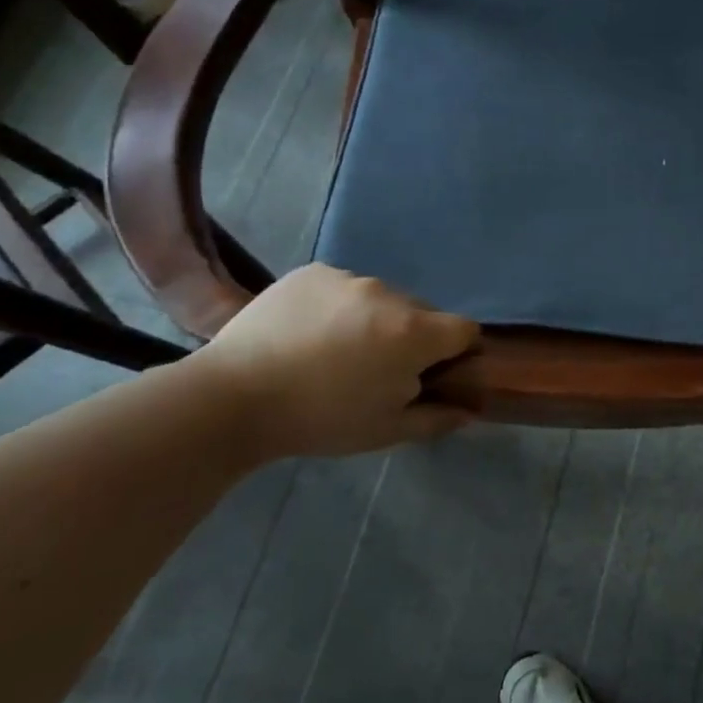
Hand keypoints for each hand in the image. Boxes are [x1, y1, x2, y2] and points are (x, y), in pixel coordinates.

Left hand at [191, 265, 478, 459]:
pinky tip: (309, 334)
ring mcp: (350, 278)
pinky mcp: (314, 272)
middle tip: (378, 370)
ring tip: (335, 352)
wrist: (232, 397)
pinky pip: (345, 288)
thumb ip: (437, 418)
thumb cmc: (320, 420)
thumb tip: (470, 411)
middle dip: (413, 337)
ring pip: (382, 299)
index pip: (465, 330)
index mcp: (415, 333)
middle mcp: (390, 294)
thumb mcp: (386, 431)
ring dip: (375, 321)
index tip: (434, 374)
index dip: (459, 352)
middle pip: (423, 313)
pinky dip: (339, 307)